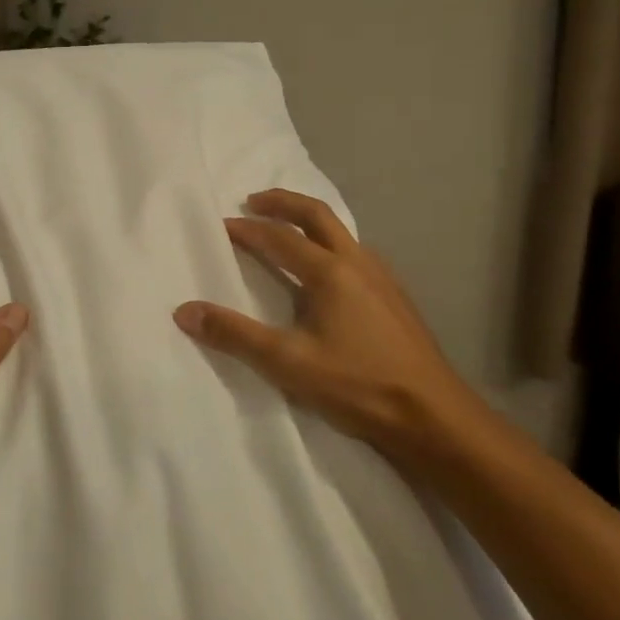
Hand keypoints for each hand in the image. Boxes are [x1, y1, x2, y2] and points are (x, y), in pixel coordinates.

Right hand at [172, 188, 483, 456]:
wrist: (435, 418)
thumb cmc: (358, 385)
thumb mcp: (287, 362)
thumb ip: (234, 334)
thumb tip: (184, 311)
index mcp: (330, 271)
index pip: (278, 237)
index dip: (246, 229)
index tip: (220, 226)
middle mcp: (358, 263)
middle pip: (317, 215)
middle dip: (282, 202)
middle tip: (253, 201)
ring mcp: (383, 279)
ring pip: (341, 232)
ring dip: (308, 221)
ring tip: (286, 230)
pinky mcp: (395, 299)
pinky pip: (356, 253)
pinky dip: (330, 244)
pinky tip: (326, 272)